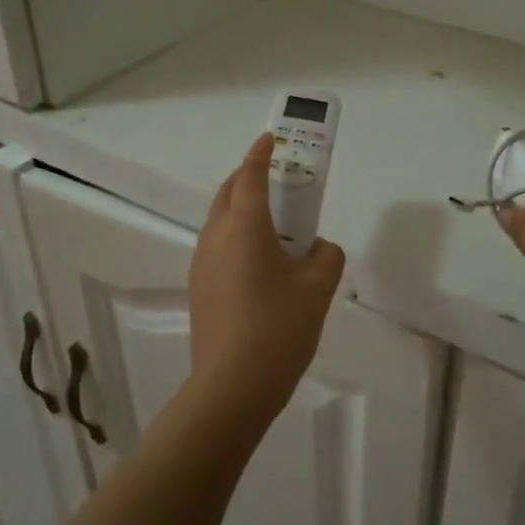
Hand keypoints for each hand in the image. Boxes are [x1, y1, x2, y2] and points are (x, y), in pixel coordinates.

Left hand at [188, 133, 346, 419]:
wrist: (231, 386)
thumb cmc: (278, 328)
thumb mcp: (318, 288)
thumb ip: (326, 257)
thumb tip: (318, 249)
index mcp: (245, 226)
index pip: (251, 175)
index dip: (261, 153)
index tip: (271, 138)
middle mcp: (216, 236)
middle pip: (228, 192)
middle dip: (249, 177)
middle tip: (277, 179)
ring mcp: (201, 263)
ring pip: (219, 220)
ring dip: (241, 208)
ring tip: (273, 223)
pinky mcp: (199, 288)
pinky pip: (217, 246)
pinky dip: (236, 235)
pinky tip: (259, 262)